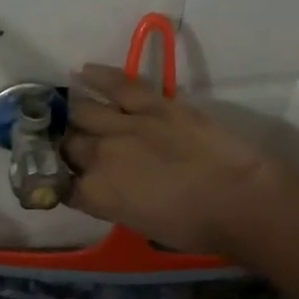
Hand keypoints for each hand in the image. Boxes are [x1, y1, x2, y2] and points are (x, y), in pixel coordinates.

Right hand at [62, 64, 280, 256]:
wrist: (239, 199)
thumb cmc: (195, 227)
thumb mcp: (141, 224)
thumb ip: (114, 202)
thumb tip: (105, 189)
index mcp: (97, 194)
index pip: (62, 185)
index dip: (60, 182)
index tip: (64, 180)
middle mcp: (100, 157)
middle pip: (69, 146)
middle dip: (65, 148)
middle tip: (69, 147)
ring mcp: (125, 126)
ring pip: (84, 112)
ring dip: (73, 114)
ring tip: (69, 110)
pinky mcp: (154, 104)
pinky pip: (119, 85)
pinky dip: (98, 77)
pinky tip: (83, 72)